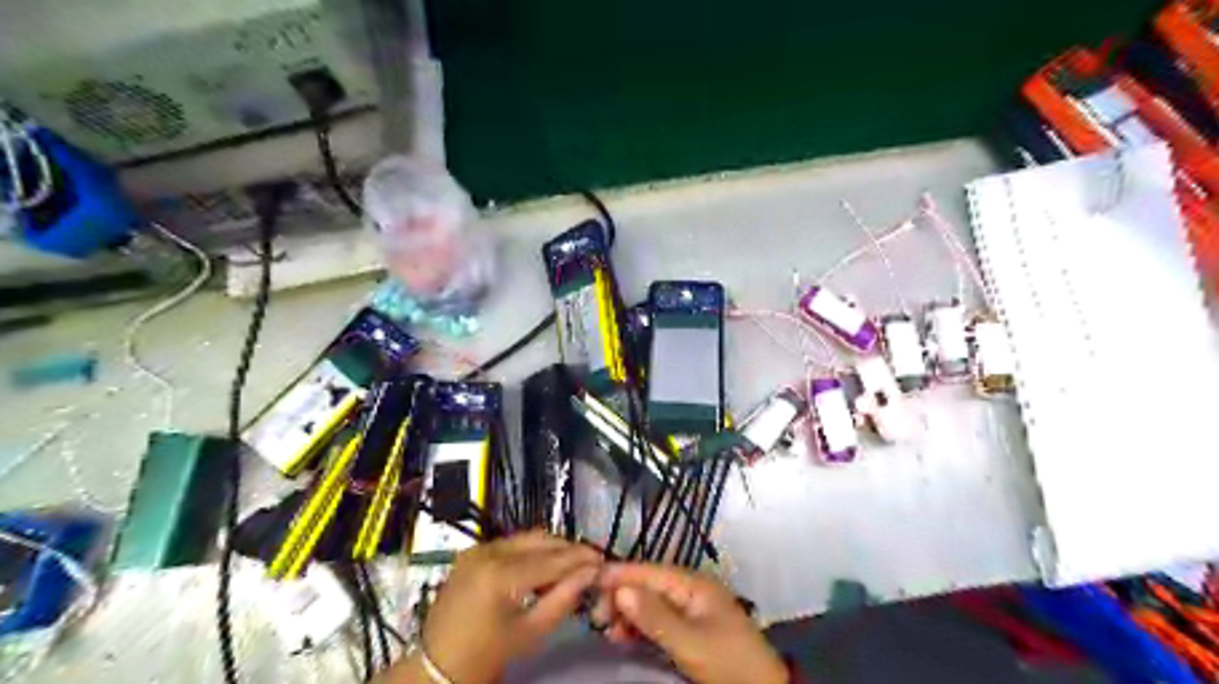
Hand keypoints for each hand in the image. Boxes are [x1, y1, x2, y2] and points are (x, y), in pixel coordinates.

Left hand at [417, 534, 601, 683]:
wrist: (437, 665)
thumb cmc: (487, 655)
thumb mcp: (532, 632)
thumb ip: (564, 598)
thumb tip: (591, 573)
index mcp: (501, 575)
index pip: (553, 559)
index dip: (582, 558)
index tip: (604, 560)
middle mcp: (489, 552)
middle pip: (541, 539)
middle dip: (569, 549)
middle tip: (590, 563)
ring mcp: (478, 549)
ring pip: (527, 537)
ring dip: (551, 548)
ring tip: (570, 566)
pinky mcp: (473, 551)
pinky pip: (511, 543)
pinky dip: (531, 550)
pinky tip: (543, 568)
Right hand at [595, 562, 785, 682]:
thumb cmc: (728, 663)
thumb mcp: (690, 643)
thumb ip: (654, 616)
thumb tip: (620, 589)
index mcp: (693, 584)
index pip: (648, 572)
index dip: (619, 575)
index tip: (588, 582)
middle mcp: (689, 589)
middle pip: (647, 585)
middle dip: (620, 596)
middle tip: (597, 617)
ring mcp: (690, 609)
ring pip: (648, 602)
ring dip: (627, 613)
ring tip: (607, 630)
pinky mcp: (689, 628)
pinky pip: (656, 619)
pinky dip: (638, 626)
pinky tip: (623, 636)